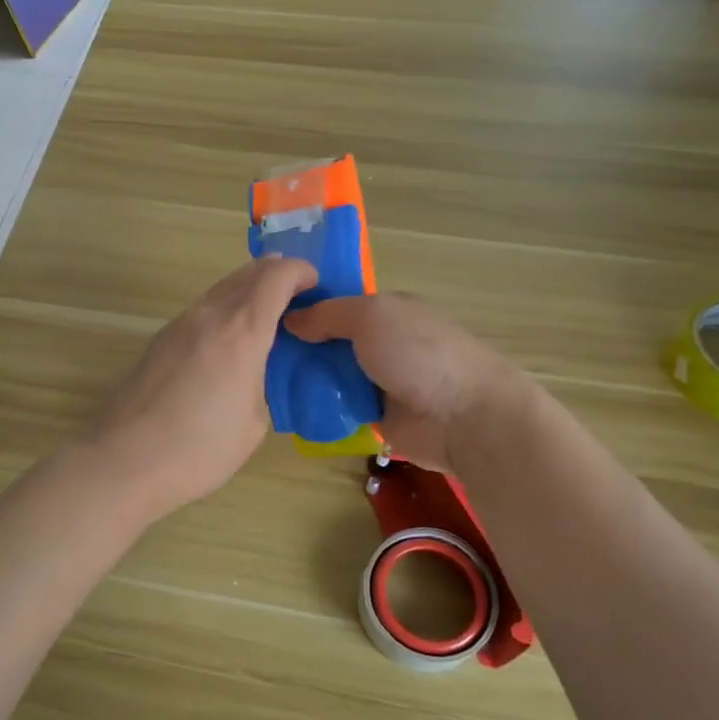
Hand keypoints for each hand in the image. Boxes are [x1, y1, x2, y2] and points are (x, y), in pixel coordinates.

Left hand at [77, 257, 316, 524]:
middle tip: (298, 301)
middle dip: (277, 277)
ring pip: (222, 289)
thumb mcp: (253, 423)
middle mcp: (209, 315)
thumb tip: (257, 370)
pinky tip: (229, 345)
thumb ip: (263, 382)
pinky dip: (225, 312)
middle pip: (248, 273)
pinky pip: (203, 310)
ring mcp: (179, 325)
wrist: (124, 460)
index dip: (302, 272)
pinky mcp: (160, 340)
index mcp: (241, 331)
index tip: (317, 287)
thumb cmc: (198, 449)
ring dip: (249, 293)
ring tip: (266, 324)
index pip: (277, 275)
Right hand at [283, 293, 528, 472]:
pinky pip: (335, 407)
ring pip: (328, 375)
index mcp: (385, 311)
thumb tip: (290, 320)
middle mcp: (380, 343)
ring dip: (303, 378)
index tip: (265, 312)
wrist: (463, 416)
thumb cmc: (419, 352)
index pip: (336, 303)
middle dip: (296, 345)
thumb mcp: (370, 316)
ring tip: (260, 379)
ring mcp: (377, 381)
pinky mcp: (373, 416)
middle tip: (255, 350)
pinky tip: (285, 406)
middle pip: (328, 340)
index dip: (304, 306)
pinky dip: (316, 407)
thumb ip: (328, 314)